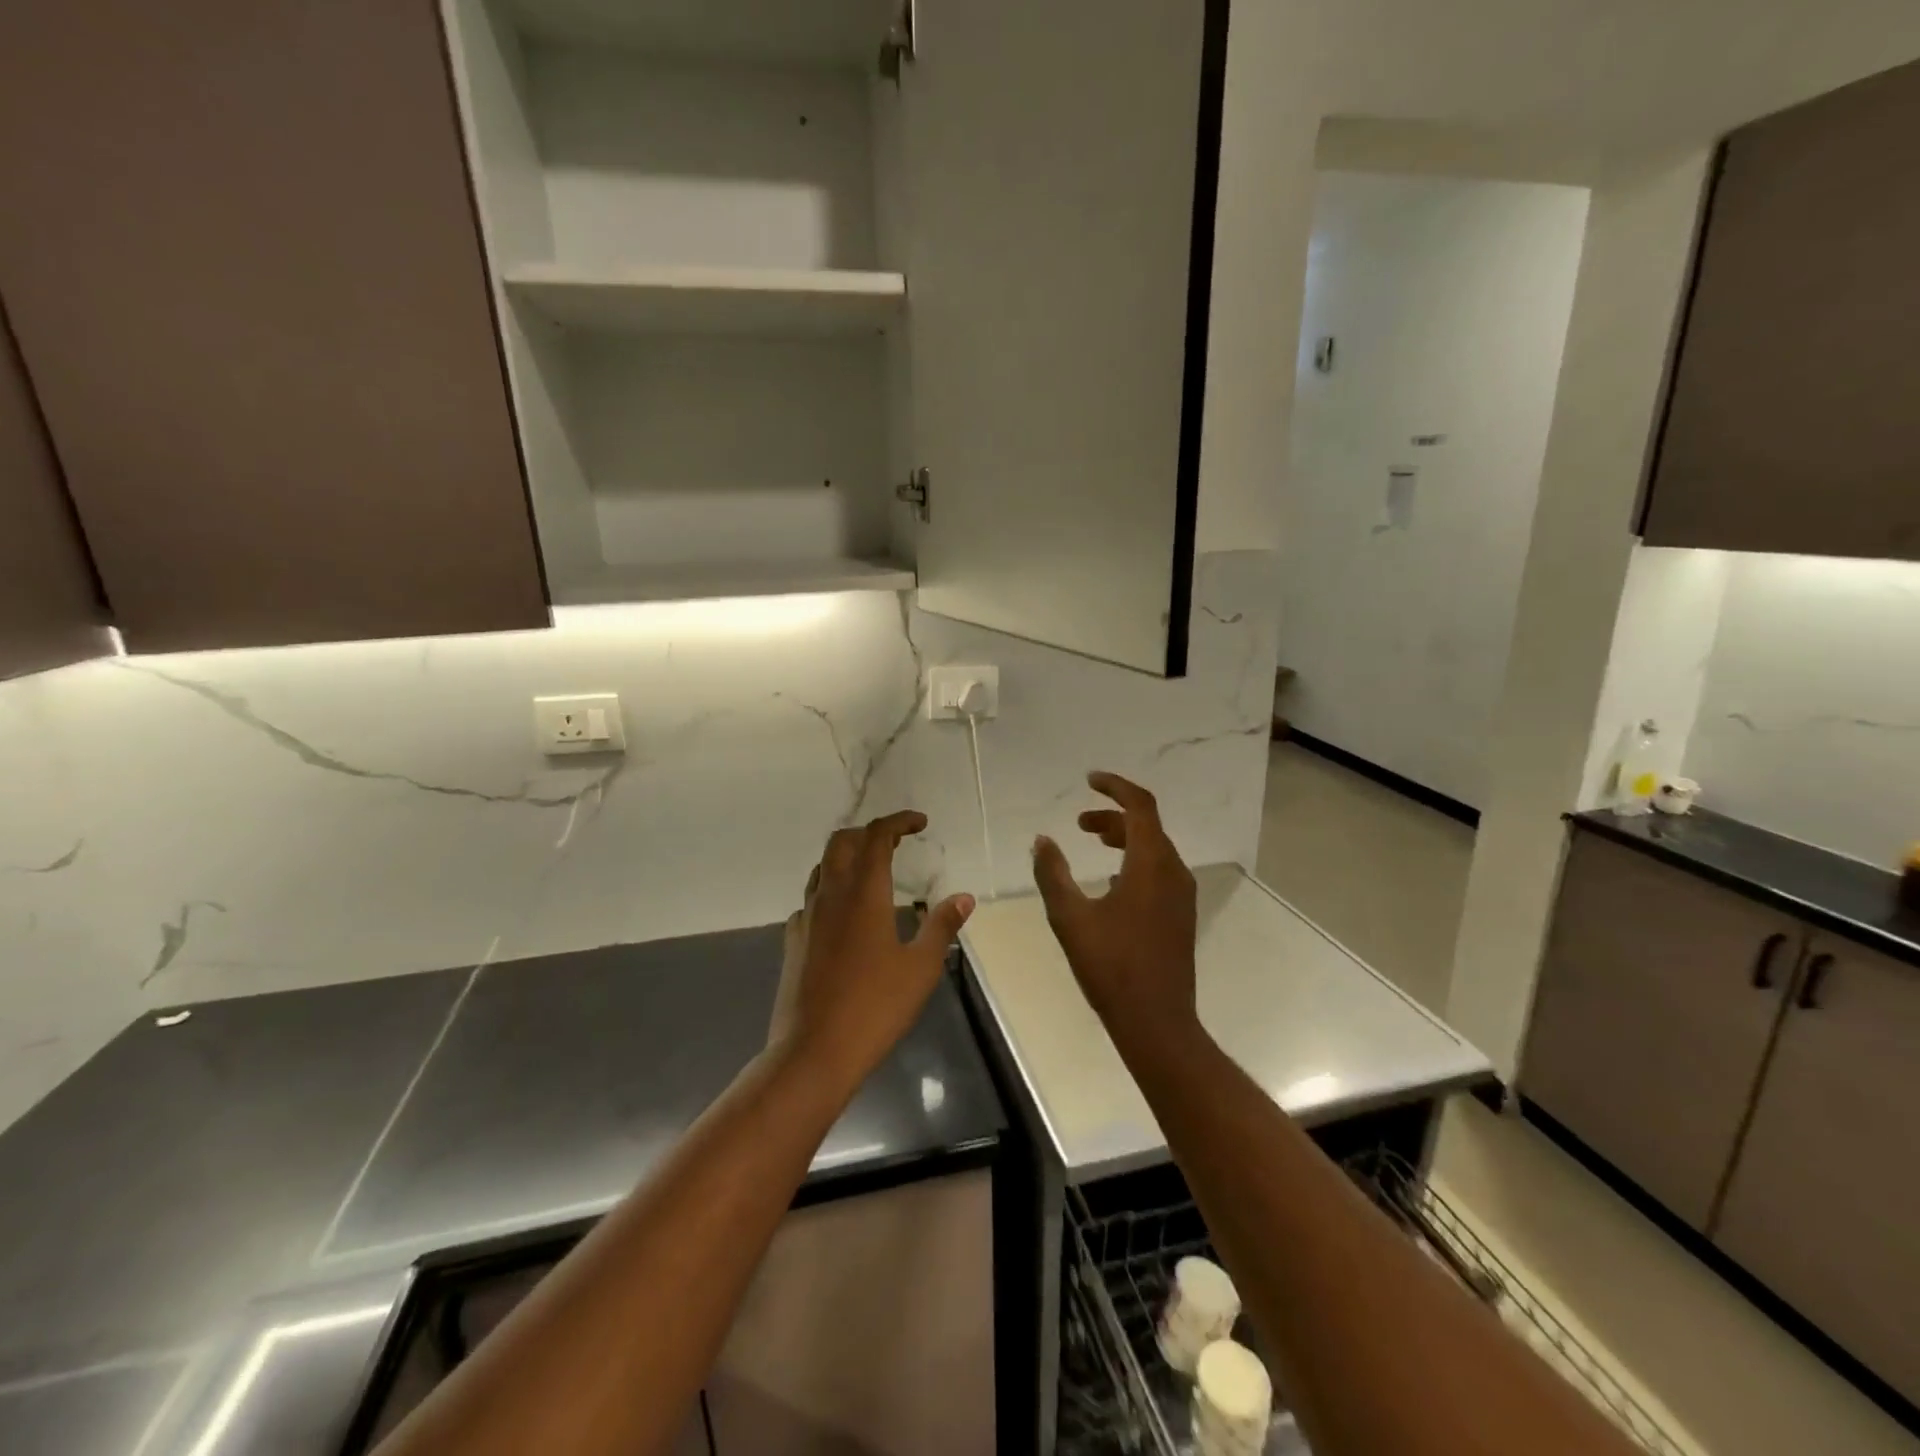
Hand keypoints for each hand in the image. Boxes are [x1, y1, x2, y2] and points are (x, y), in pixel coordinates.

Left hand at [770, 812, 974, 1091]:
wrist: (813, 1052)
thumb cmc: (875, 1007)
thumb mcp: (921, 967)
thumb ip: (941, 926)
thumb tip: (963, 897)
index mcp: (864, 893)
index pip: (877, 836)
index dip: (898, 821)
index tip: (920, 822)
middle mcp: (830, 894)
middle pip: (842, 841)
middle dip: (869, 832)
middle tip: (896, 841)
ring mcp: (806, 916)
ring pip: (823, 867)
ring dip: (847, 857)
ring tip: (873, 871)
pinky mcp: (793, 940)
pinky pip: (811, 899)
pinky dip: (831, 891)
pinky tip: (845, 915)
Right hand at [1032, 772, 1198, 1050]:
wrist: (1157, 1022)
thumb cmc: (1111, 967)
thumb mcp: (1070, 917)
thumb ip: (1053, 874)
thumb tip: (1042, 840)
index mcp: (1151, 865)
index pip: (1140, 806)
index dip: (1115, 787)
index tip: (1089, 780)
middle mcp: (1173, 872)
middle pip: (1147, 826)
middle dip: (1112, 816)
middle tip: (1078, 822)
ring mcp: (1181, 895)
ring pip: (1154, 849)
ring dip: (1124, 838)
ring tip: (1093, 842)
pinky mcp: (1180, 915)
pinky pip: (1159, 871)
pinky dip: (1134, 861)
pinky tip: (1111, 882)